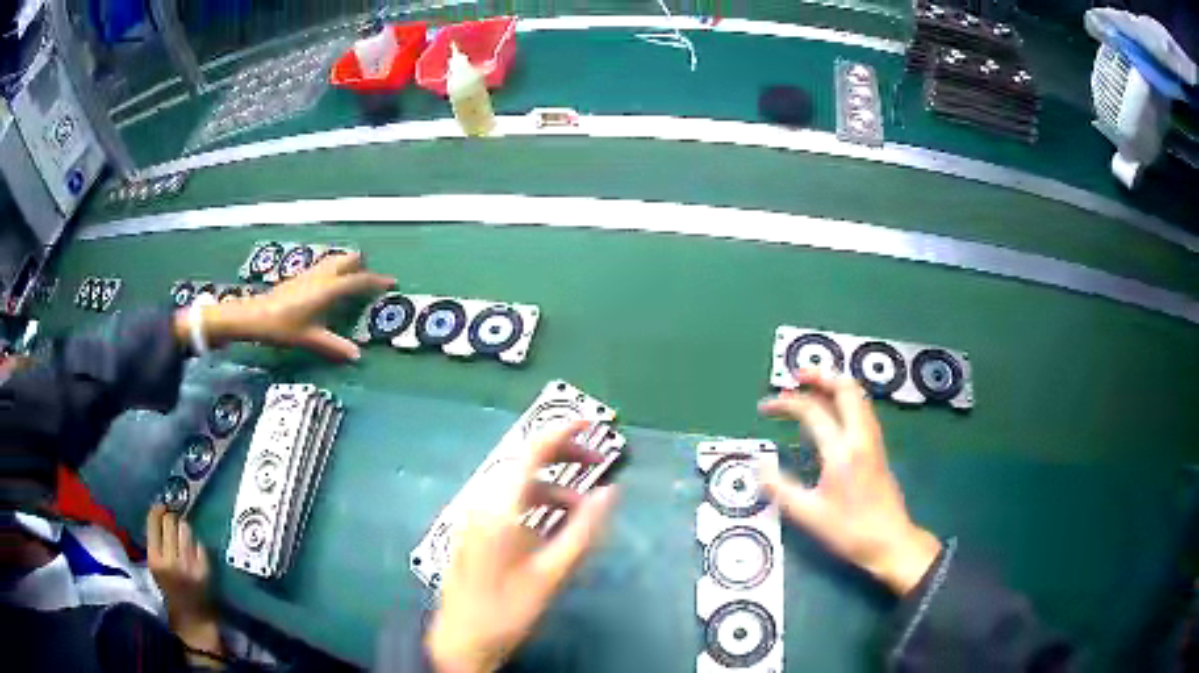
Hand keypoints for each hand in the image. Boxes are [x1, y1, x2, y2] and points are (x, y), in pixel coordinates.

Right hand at [146, 504, 222, 656]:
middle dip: (171, 517)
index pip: (153, 522)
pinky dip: (196, 544)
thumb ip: (155, 544)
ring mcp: (189, 564)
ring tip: (182, 533)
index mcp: (154, 559)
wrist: (193, 620)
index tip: (160, 506)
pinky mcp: (205, 569)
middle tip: (172, 520)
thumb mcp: (155, 568)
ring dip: (184, 527)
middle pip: (170, 521)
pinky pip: (200, 544)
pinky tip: (193, 551)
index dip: (157, 510)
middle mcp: (171, 560)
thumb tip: (158, 515)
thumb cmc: (170, 592)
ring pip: (186, 529)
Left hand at [173, 251, 394, 359]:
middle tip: (369, 280)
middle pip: (348, 260)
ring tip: (352, 281)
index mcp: (328, 289)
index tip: (391, 282)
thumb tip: (357, 356)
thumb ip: (334, 345)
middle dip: (361, 266)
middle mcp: (322, 275)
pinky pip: (325, 266)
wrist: (255, 315)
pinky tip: (329, 286)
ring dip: (347, 265)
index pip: (358, 280)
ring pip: (335, 260)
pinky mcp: (301, 276)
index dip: (376, 281)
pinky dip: (334, 270)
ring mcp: (310, 272)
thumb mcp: (310, 338)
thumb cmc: (283, 326)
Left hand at [426, 421, 619, 672]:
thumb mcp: (553, 572)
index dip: (562, 430)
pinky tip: (555, 525)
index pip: (532, 451)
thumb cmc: (508, 608)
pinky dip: (537, 504)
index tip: (592, 423)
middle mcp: (484, 502)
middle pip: (525, 462)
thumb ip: (585, 529)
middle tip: (598, 463)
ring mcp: (476, 516)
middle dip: (563, 457)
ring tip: (583, 508)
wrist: (462, 638)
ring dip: (553, 487)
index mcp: (500, 507)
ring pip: (519, 485)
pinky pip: (510, 503)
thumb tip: (611, 492)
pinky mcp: (476, 531)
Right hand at [758, 369, 941, 594]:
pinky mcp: (878, 449)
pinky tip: (834, 412)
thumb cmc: (849, 530)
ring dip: (835, 384)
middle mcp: (860, 437)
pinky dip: (845, 399)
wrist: (890, 541)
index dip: (786, 403)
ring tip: (813, 386)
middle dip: (820, 376)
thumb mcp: (808, 515)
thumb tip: (758, 465)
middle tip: (796, 376)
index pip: (812, 411)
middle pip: (845, 389)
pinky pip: (862, 410)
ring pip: (858, 397)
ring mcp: (872, 441)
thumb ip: (781, 488)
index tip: (764, 407)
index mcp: (841, 451)